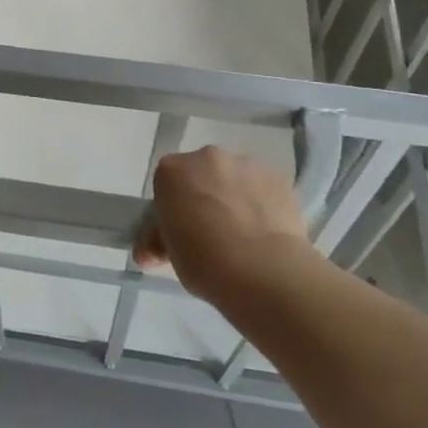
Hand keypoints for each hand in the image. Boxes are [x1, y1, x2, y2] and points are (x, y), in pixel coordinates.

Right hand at [135, 146, 311, 306]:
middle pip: (202, 173)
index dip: (174, 206)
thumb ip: (157, 241)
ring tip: (245, 234)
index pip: (167, 182)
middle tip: (212, 232)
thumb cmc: (203, 260)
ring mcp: (247, 164)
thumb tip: (148, 252)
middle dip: (205, 195)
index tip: (181, 229)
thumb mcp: (169, 254)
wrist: (262, 270)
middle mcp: (208, 157)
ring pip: (236, 178)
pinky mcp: (279, 177)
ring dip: (236, 196)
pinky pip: (264, 188)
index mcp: (172, 170)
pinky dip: (263, 203)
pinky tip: (267, 232)